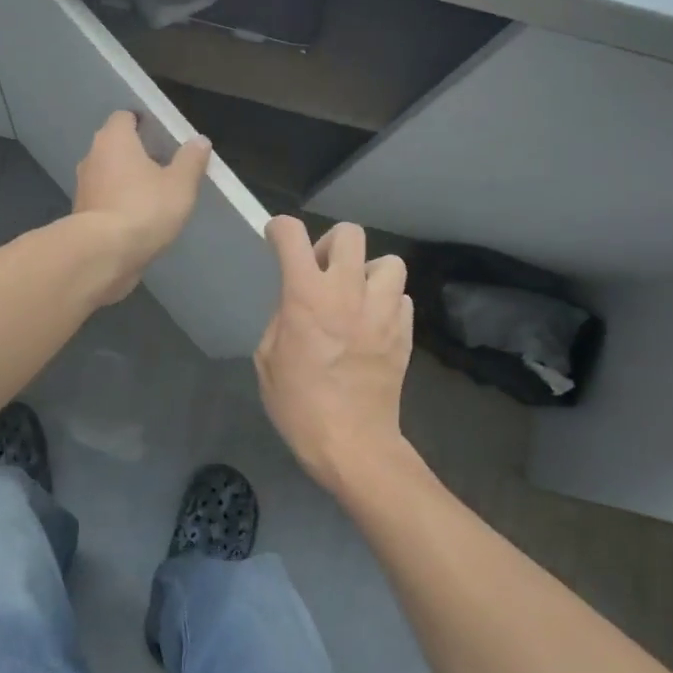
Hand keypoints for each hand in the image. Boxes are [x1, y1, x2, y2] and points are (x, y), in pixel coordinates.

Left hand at [72, 111, 212, 304]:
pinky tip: (137, 219)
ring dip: (126, 181)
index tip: (160, 134)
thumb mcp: (180, 184)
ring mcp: (83, 187)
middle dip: (135, 153)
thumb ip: (191, 160)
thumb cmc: (144, 209)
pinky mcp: (81, 216)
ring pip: (108, 175)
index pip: (124, 117)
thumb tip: (199, 140)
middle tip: (162, 165)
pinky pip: (104, 200)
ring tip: (153, 195)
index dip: (141, 123)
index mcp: (114, 139)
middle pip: (115, 146)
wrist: (104, 254)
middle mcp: (92, 157)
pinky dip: (118, 204)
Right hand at [255, 217, 411, 490]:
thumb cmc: (298, 405)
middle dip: (330, 244)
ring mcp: (383, 311)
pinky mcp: (405, 332)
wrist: (352, 443)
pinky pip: (400, 298)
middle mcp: (348, 293)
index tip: (276, 238)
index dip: (280, 229)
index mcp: (306, 297)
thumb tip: (296, 304)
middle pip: (350, 234)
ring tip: (356, 296)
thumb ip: (281, 319)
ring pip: (388, 262)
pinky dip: (386, 302)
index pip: (292, 236)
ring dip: (368, 272)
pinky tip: (373, 323)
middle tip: (321, 271)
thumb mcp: (267, 360)